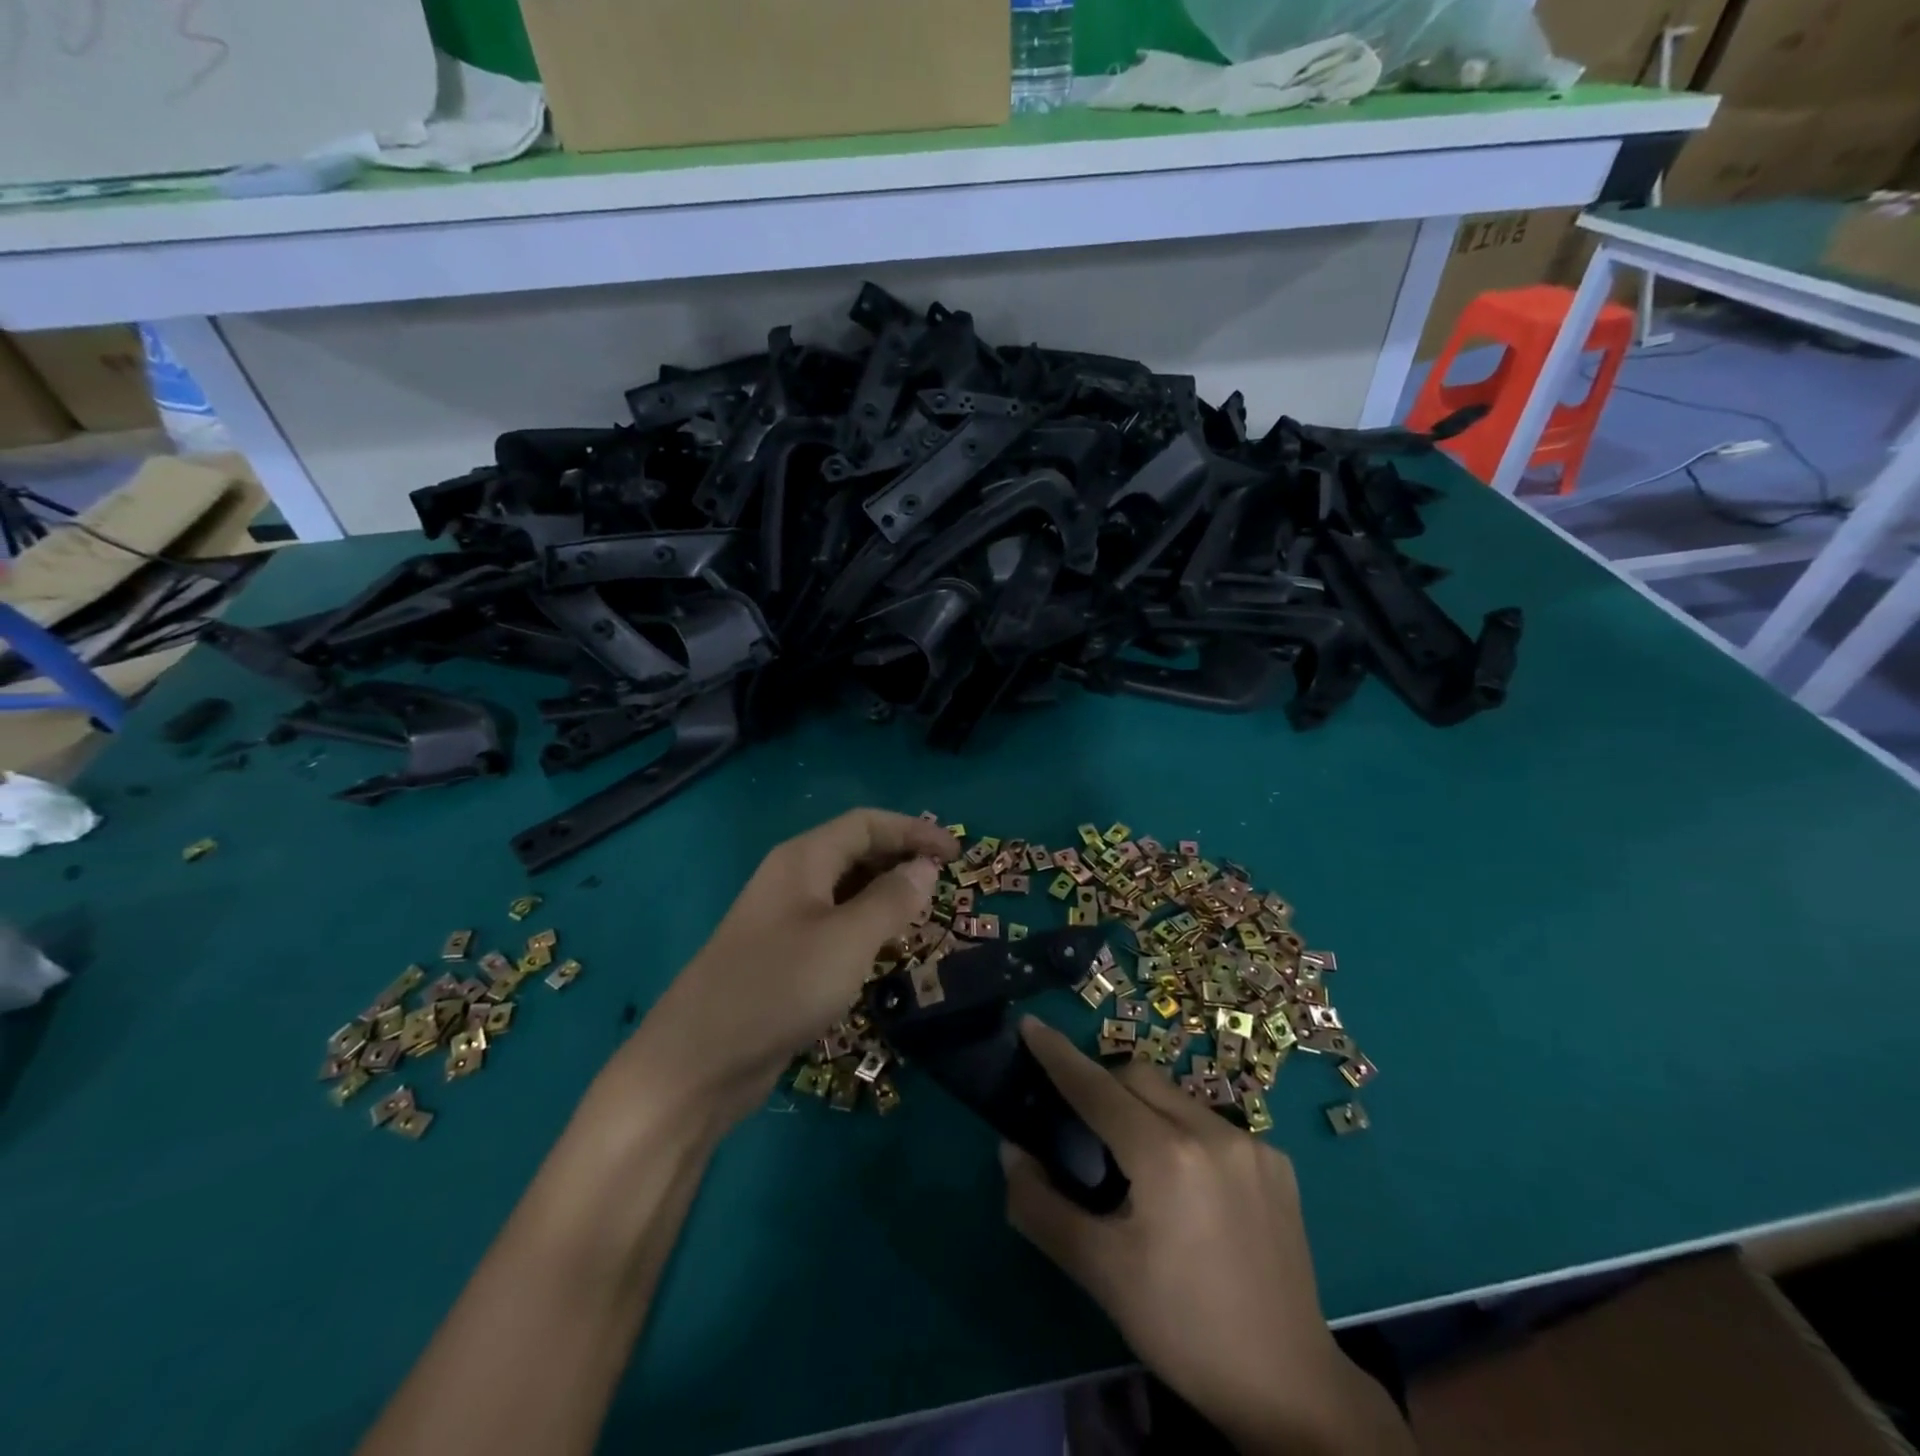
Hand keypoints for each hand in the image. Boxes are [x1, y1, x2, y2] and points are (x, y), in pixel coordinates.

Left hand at [630, 809, 955, 1126]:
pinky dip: (866, 926)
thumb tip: (925, 867)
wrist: (699, 1062)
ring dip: (886, 894)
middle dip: (901, 859)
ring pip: (845, 890)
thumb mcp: (849, 940)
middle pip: (855, 851)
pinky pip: (834, 925)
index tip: (956, 854)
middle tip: (944, 883)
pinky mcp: (782, 956)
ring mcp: (783, 919)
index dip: (915, 832)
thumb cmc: (780, 987)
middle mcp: (792, 879)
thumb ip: (893, 899)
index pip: (868, 824)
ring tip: (923, 913)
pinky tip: (885, 949)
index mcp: (804, 859)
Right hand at [1002, 1019, 1411, 1455]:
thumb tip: (1012, 1152)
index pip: (1097, 1087)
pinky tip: (1187, 1186)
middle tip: (1078, 1118)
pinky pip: (1211, 1124)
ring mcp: (1252, 1143)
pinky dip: (1183, 1133)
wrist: (1289, 1388)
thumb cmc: (1182, 1328)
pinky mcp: (1277, 1162)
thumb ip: (1042, 1206)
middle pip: (1138, 1077)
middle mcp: (1212, 1131)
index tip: (1031, 1024)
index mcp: (1166, 1155)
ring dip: (1144, 1108)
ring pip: (1176, 1097)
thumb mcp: (1099, 1273)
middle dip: (1102, 1083)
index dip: (1058, 1054)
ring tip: (1132, 1159)